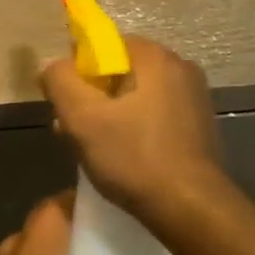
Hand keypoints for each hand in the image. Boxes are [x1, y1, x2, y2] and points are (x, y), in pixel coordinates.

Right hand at [40, 36, 227, 223]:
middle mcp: (180, 66)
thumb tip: (53, 66)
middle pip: (120, 70)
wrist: (193, 209)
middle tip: (75, 130)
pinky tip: (126, 157)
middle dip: (93, 96)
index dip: (78, 71)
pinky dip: (136, 127)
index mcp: (154, 56)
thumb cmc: (134, 158)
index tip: (67, 104)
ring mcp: (195, 96)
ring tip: (96, 149)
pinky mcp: (201, 124)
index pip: (104, 45)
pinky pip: (156, 113)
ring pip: (137, 94)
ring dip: (112, 114)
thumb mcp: (82, 118)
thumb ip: (59, 80)